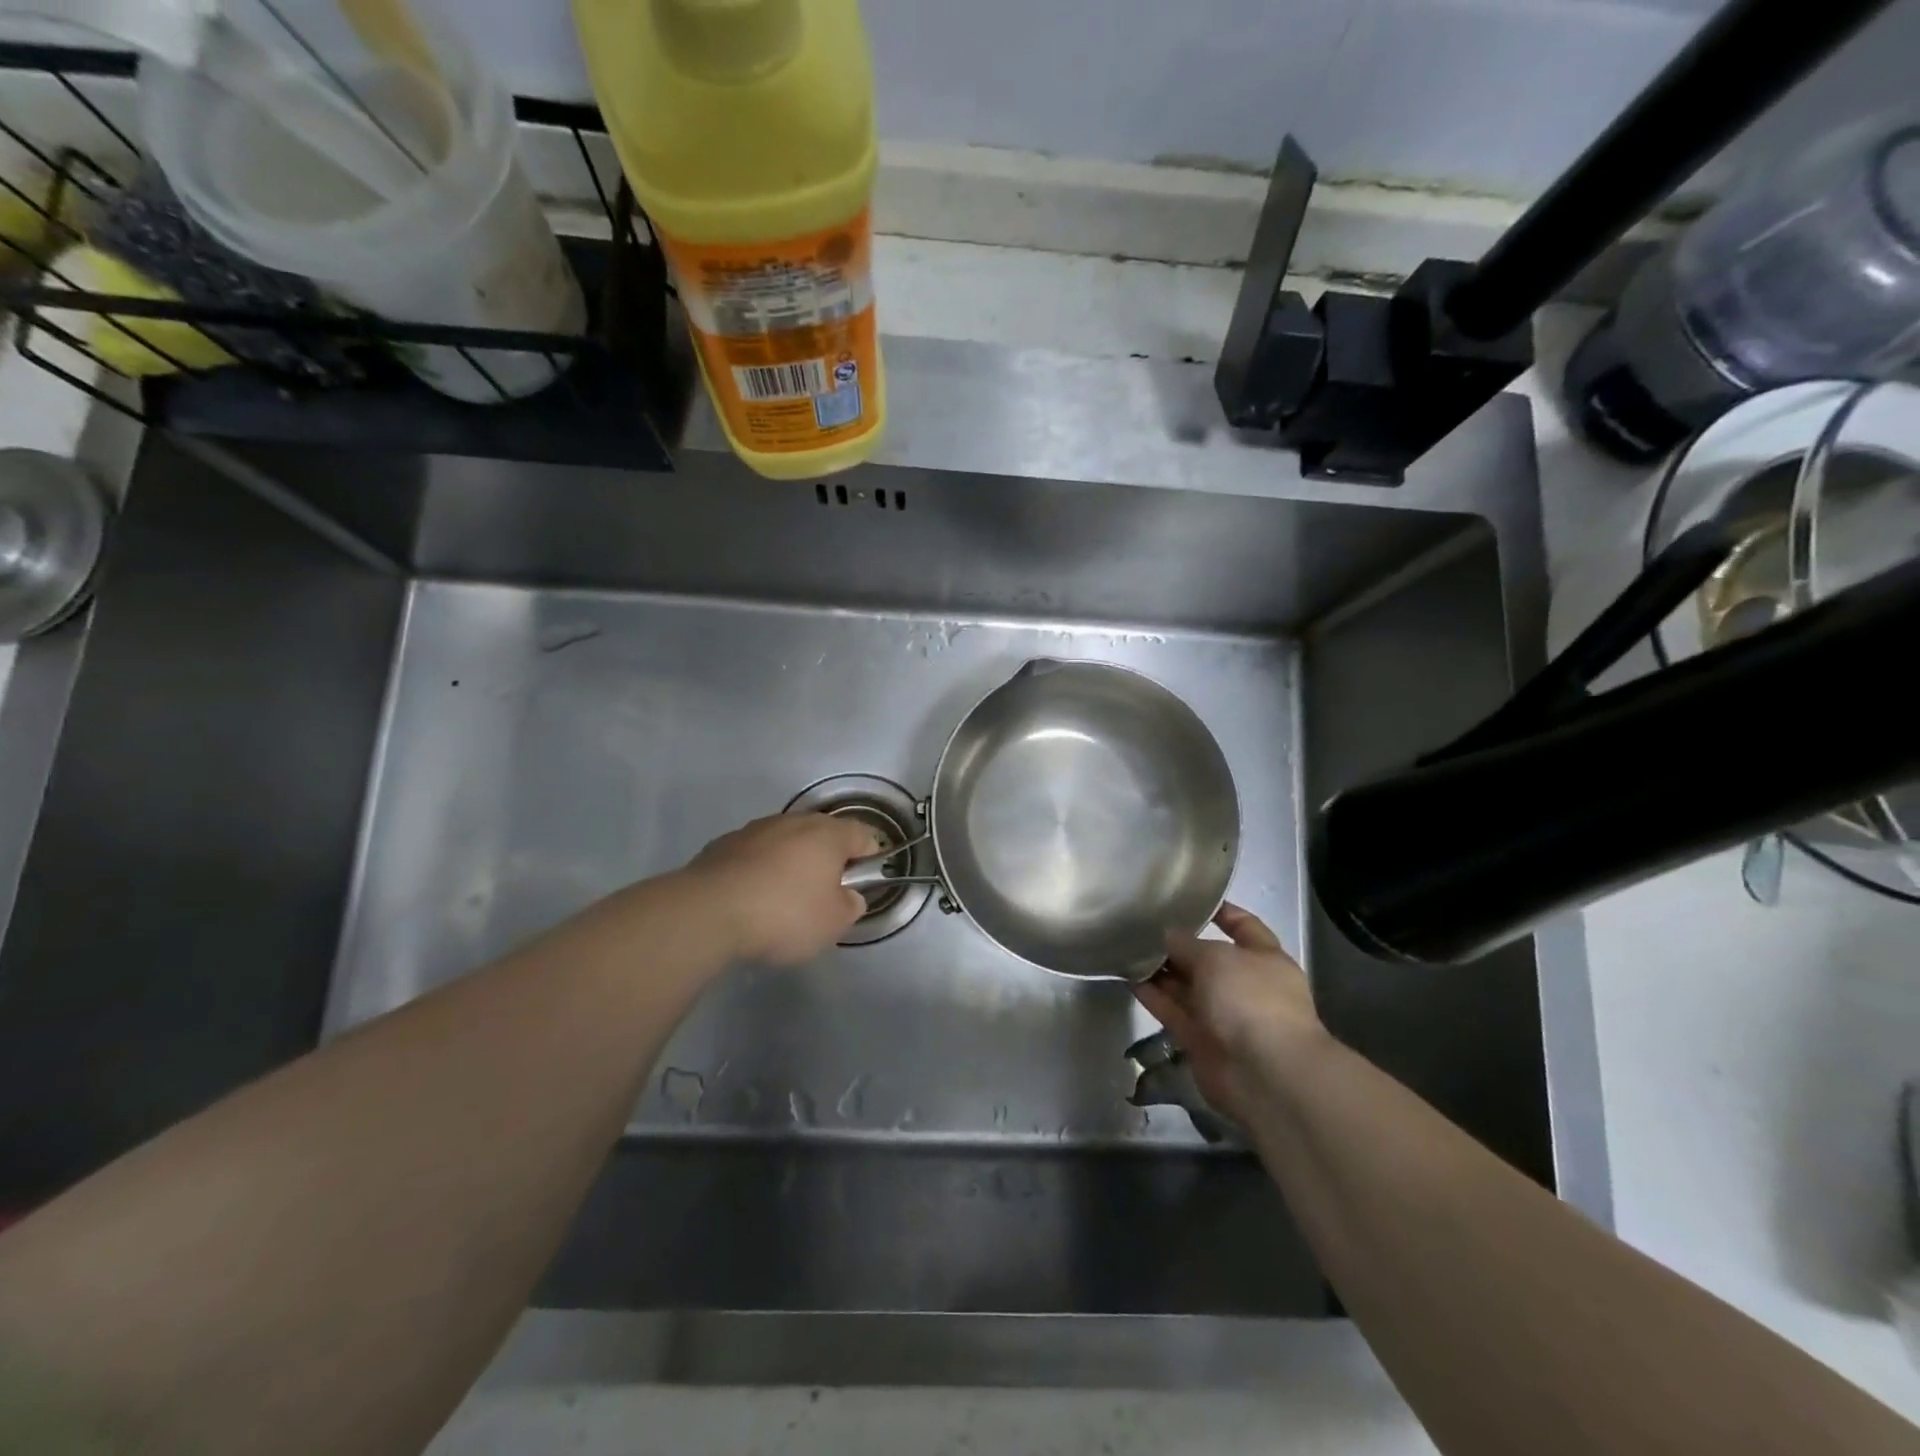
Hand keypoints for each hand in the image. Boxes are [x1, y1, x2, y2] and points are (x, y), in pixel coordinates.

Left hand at [684, 813, 880, 965]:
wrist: (708, 913)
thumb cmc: (785, 915)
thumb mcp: (834, 923)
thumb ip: (850, 905)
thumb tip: (847, 896)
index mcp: (828, 834)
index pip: (864, 835)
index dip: (870, 858)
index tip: (862, 885)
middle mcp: (793, 821)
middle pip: (822, 835)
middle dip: (827, 860)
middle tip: (824, 895)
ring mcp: (755, 830)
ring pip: (785, 842)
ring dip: (790, 864)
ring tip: (783, 901)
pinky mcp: (723, 845)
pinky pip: (753, 855)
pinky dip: (759, 871)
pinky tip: (751, 900)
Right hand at [1133, 904, 1328, 1123]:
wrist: (1264, 1073)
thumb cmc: (1250, 1000)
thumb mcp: (1216, 957)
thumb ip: (1187, 943)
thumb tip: (1167, 936)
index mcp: (1265, 959)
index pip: (1244, 926)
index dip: (1221, 912)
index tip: (1189, 899)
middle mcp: (1245, 985)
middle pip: (1208, 958)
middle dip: (1180, 944)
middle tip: (1143, 925)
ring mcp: (1223, 1015)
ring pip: (1187, 986)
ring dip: (1161, 970)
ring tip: (1127, 947)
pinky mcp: (1200, 1040)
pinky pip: (1172, 1011)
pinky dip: (1153, 996)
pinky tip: (1128, 976)